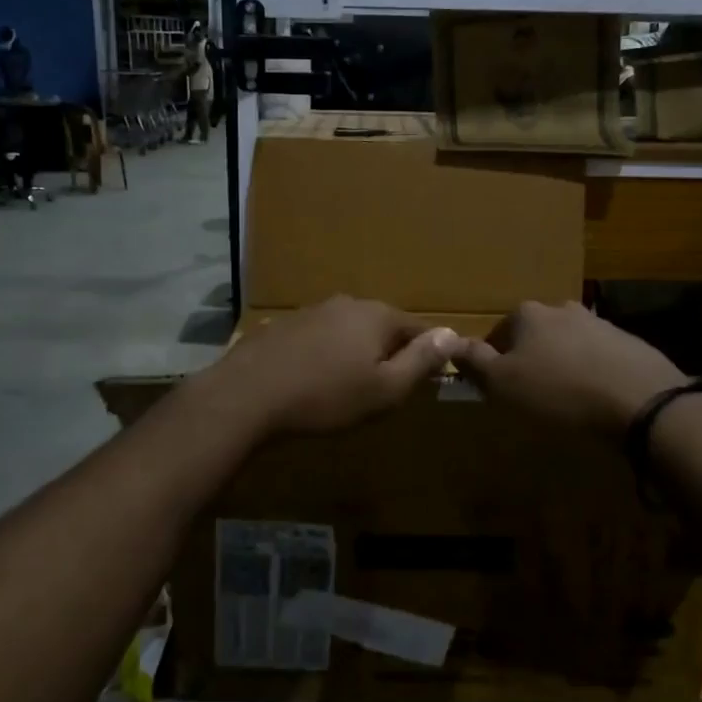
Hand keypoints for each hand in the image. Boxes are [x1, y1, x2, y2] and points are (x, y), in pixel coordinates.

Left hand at [209, 297, 464, 437]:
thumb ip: (421, 361)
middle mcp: (346, 304)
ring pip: (346, 331)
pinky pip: (316, 339)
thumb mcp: (385, 389)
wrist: (248, 395)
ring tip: (346, 387)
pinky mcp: (282, 326)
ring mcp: (310, 311)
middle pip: (381, 326)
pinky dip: (322, 355)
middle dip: (388, 352)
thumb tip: (453, 335)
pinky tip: (310, 380)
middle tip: (384, 388)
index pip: (418, 328)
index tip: (427, 379)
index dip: (428, 353)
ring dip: (353, 352)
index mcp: (377, 316)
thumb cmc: (326, 397)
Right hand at [458, 300, 693, 435]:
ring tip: (567, 400)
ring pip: (567, 344)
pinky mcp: (629, 343)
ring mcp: (599, 323)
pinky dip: (592, 373)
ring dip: (562, 365)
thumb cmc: (559, 393)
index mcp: (527, 314)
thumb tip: (451, 342)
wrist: (641, 401)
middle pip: (534, 336)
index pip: (497, 333)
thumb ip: (474, 361)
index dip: (494, 362)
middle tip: (532, 395)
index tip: (499, 389)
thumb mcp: (502, 383)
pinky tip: (596, 398)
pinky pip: (598, 357)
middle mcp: (562, 309)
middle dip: (530, 360)